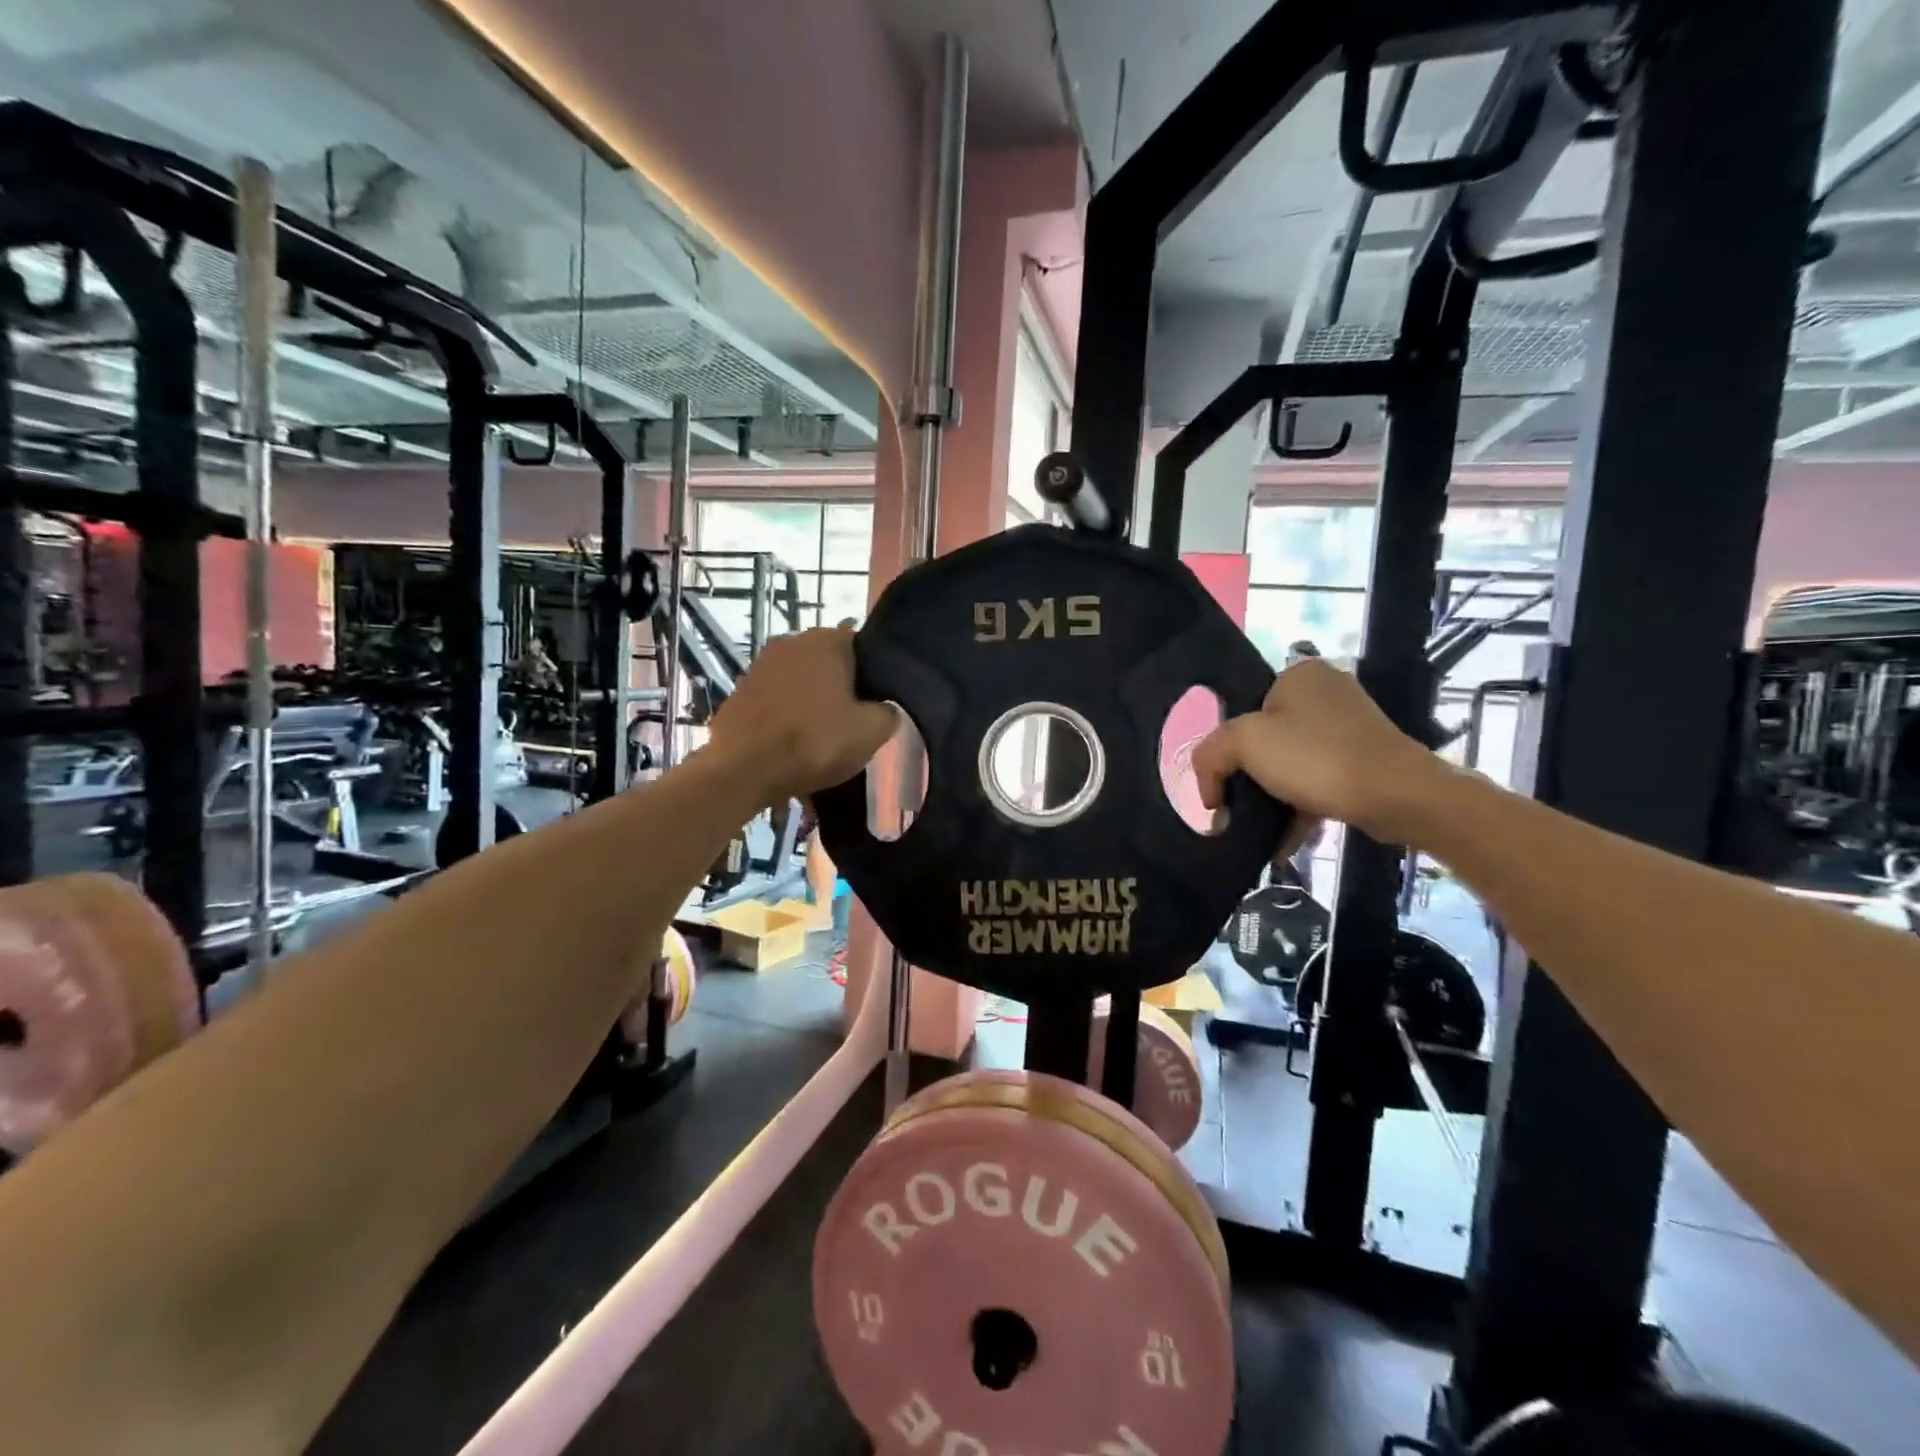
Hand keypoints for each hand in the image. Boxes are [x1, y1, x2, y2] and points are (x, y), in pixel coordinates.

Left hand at [705, 628, 896, 802]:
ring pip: (799, 684)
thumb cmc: (815, 741)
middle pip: (828, 665)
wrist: (744, 770)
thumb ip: (888, 712)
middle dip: (840, 689)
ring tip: (821, 740)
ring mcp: (759, 667)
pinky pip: (774, 704)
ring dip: (811, 705)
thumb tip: (885, 708)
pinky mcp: (738, 694)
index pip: (861, 646)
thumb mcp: (872, 731)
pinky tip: (792, 747)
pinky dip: (785, 720)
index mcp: (825, 641)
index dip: (872, 675)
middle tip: (852, 723)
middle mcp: (790, 643)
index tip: (877, 703)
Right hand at [1191, 658, 1443, 842]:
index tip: (1221, 784)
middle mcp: (1325, 692)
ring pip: (1290, 763)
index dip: (1225, 749)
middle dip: (1247, 780)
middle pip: (1264, 738)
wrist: (1399, 797)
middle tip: (1234, 810)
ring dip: (1271, 799)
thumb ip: (1209, 755)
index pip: (1241, 709)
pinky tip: (1283, 842)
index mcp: (1297, 675)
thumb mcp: (1243, 744)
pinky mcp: (1366, 759)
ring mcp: (1350, 726)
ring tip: (1257, 833)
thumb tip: (1209, 789)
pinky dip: (1299, 808)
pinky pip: (1318, 782)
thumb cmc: (1316, 758)